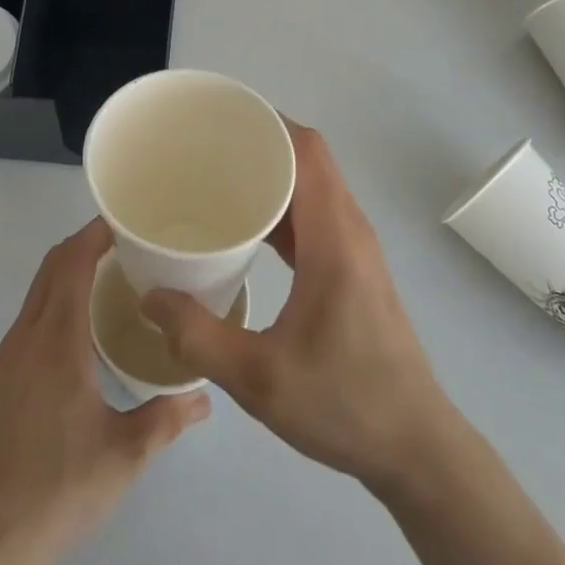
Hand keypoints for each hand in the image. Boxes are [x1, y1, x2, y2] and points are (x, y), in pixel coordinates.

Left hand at [0, 218, 210, 564]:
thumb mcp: (127, 453)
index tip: (120, 222)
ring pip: (34, 295)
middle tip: (119, 244)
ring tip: (102, 284)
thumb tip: (206, 396)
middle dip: (80, 246)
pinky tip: (71, 337)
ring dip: (63, 276)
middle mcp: (25, 339)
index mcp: (57, 343)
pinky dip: (49, 305)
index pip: (72, 265)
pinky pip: (24, 323)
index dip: (93, 235)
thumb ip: (169, 417)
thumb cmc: (63, 487)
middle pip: (49, 269)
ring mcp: (3, 360)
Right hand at [141, 121, 456, 490]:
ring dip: (272, 170)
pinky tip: (245, 224)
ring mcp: (354, 246)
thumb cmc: (344, 403)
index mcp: (334, 235)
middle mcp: (348, 227)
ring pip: (313, 183)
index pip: (306, 149)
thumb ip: (199, 336)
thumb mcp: (260, 378)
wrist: (415, 446)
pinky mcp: (352, 266)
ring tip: (217, 175)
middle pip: (309, 157)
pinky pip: (314, 212)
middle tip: (203, 145)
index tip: (219, 118)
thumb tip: (149, 296)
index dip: (267, 122)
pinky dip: (282, 202)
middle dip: (260, 139)